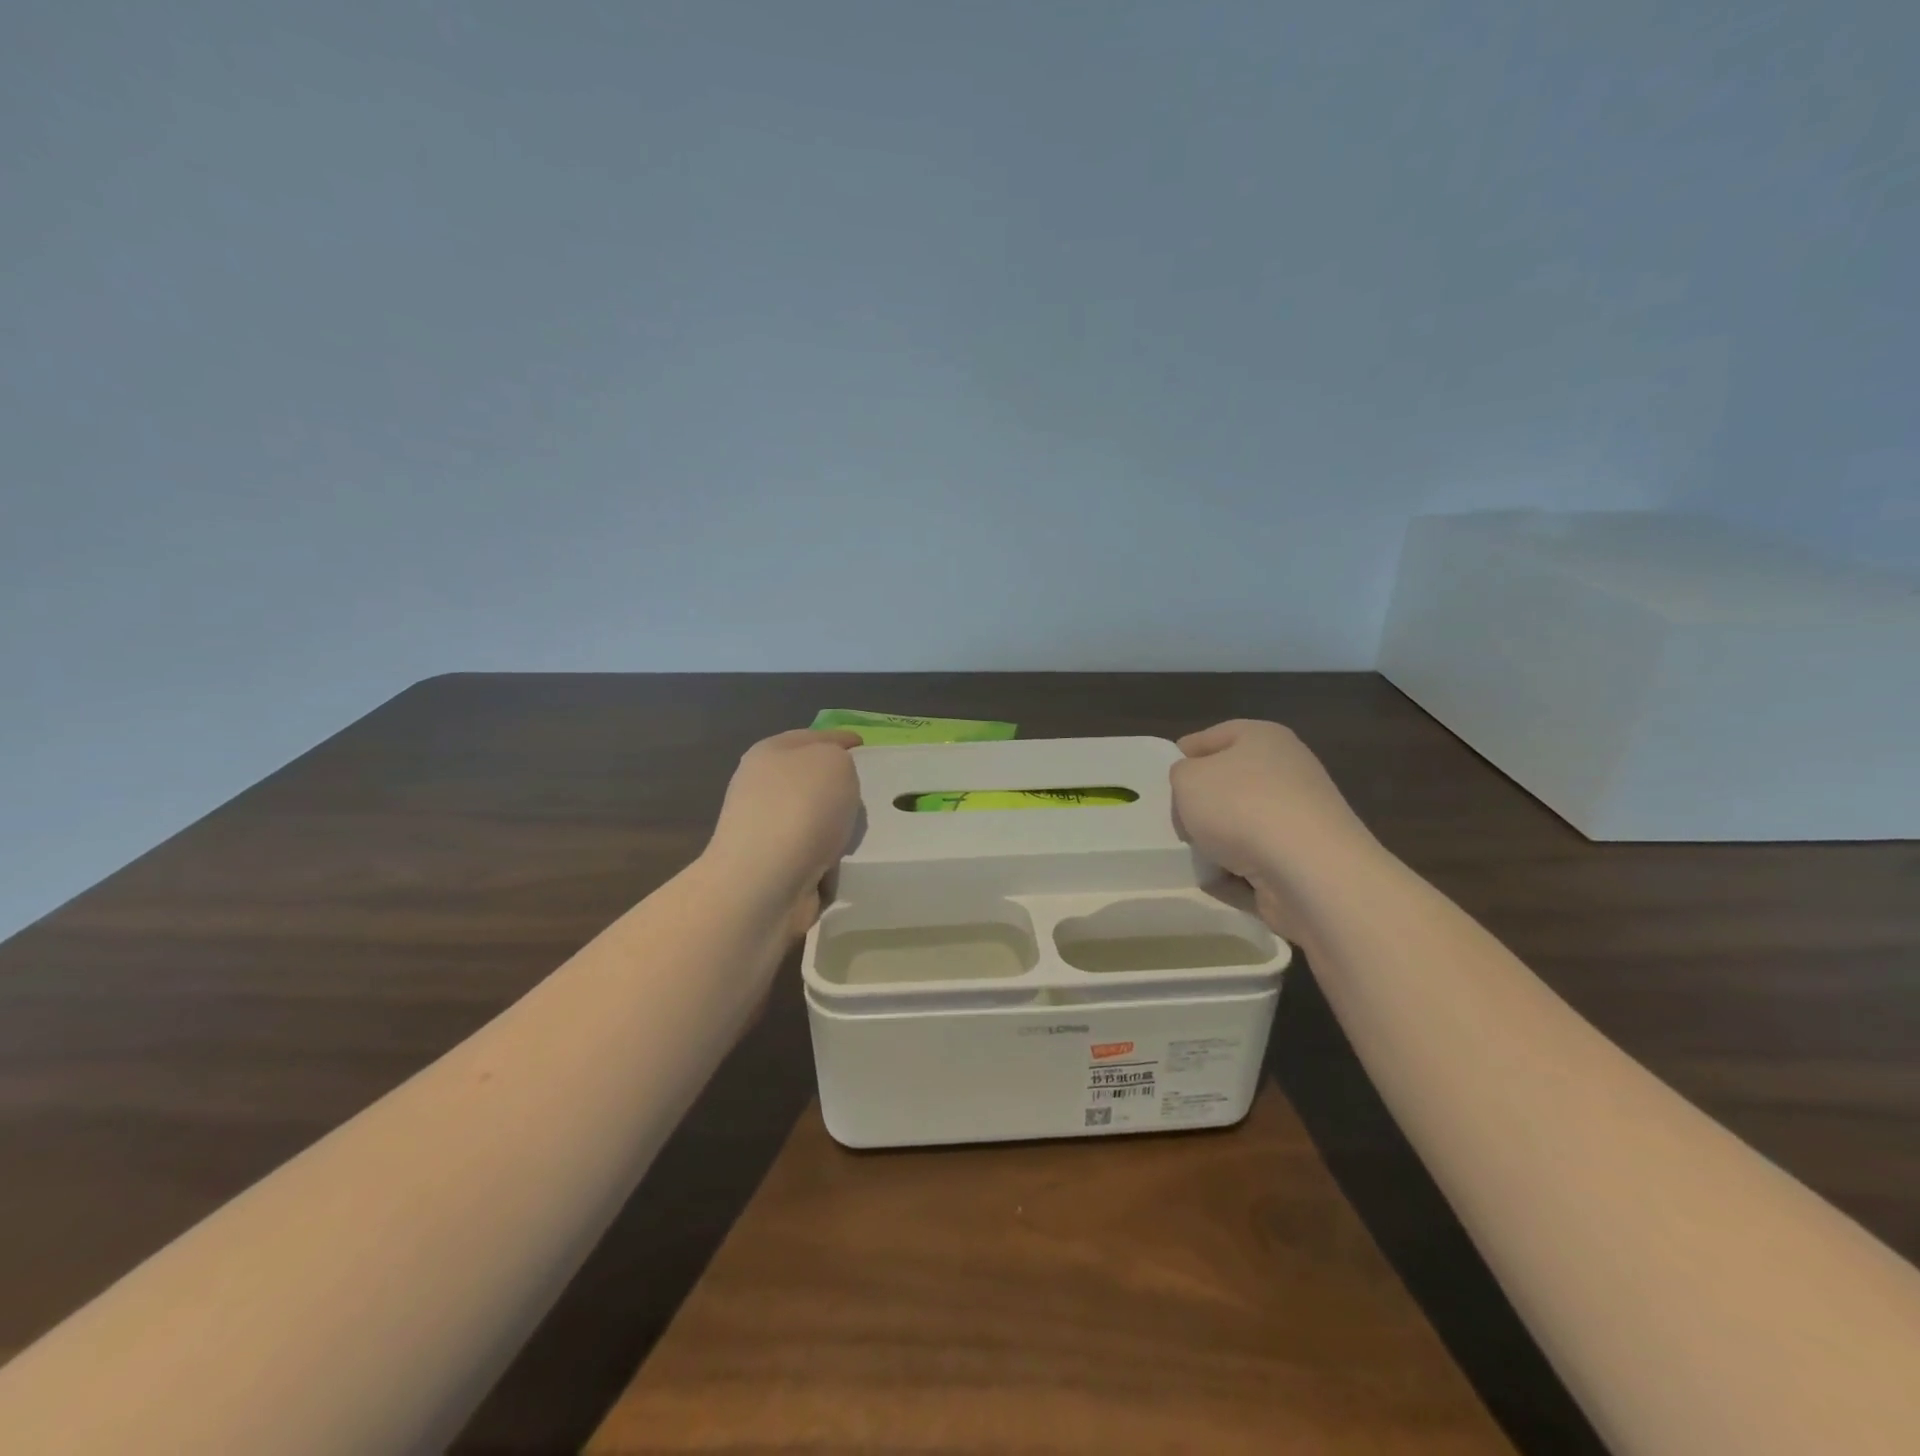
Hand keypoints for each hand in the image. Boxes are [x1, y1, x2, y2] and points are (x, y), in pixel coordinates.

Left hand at [705, 728, 862, 938]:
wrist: (765, 883)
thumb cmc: (801, 809)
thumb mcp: (834, 762)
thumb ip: (840, 759)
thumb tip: (833, 780)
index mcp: (770, 753)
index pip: (812, 737)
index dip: (840, 739)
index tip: (864, 746)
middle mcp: (761, 788)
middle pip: (811, 779)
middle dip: (840, 786)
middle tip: (871, 794)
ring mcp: (765, 830)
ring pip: (813, 818)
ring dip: (836, 826)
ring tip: (862, 834)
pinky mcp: (773, 867)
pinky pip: (813, 854)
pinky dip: (830, 858)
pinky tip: (846, 862)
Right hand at [1170, 720, 1373, 935]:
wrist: (1309, 871)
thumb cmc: (1241, 806)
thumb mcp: (1186, 779)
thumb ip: (1181, 775)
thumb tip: (1195, 786)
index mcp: (1264, 738)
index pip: (1216, 735)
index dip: (1186, 752)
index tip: (1164, 776)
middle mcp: (1288, 771)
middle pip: (1230, 783)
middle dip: (1201, 804)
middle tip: (1174, 819)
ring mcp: (1299, 818)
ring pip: (1242, 825)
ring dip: (1217, 842)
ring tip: (1191, 855)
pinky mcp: (1304, 860)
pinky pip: (1256, 863)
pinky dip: (1236, 873)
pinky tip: (1216, 881)